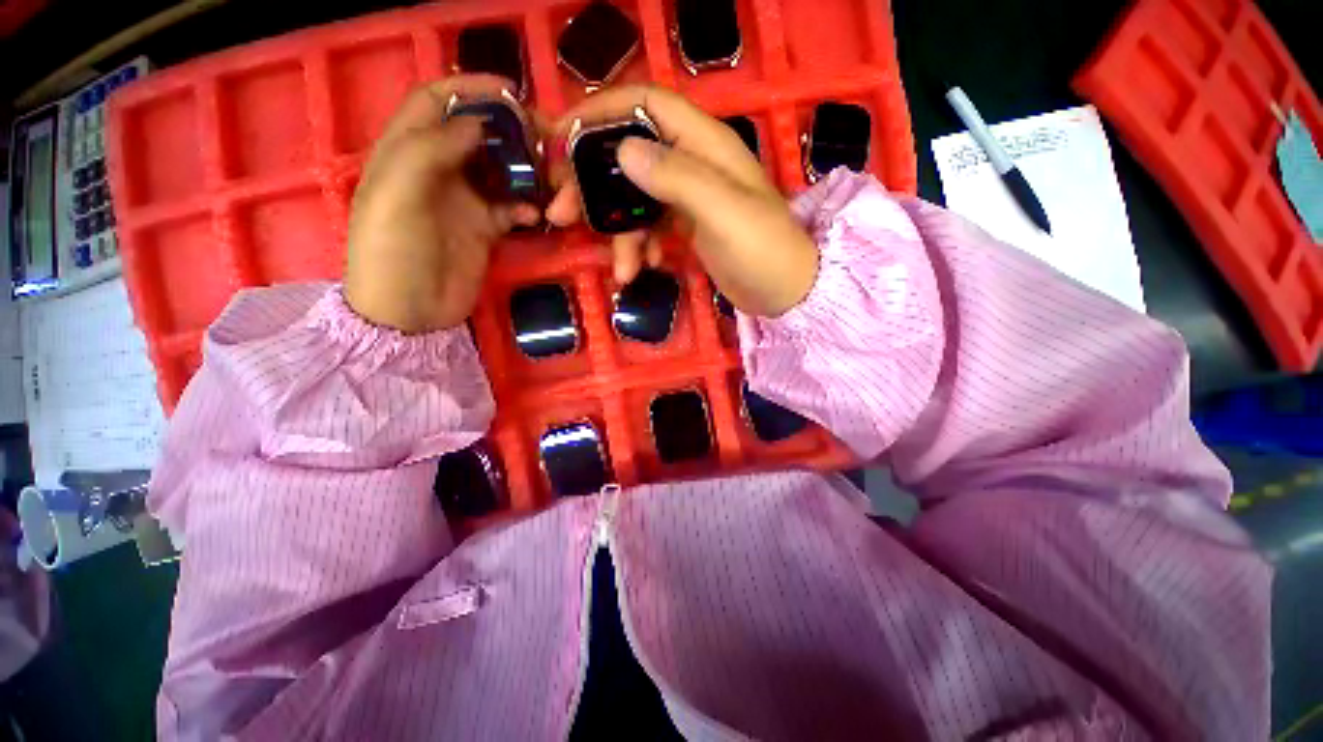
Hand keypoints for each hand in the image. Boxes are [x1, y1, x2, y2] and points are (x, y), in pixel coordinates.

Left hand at [344, 75, 540, 333]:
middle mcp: (437, 169)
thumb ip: (430, 150)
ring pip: (499, 168)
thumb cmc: (391, 252)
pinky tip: (537, 214)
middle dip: (508, 128)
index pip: (436, 100)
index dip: (469, 87)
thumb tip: (477, 123)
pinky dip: (527, 205)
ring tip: (549, 174)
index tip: (511, 91)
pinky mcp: (485, 228)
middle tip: (542, 137)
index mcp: (406, 150)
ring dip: (524, 167)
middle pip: (476, 132)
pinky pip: (511, 207)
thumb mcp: (397, 194)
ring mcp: (464, 200)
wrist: (410, 313)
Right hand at [547, 86, 817, 316]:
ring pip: (634, 199)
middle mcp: (692, 161)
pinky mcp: (685, 224)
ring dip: (618, 233)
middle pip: (628, 155)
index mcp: (704, 143)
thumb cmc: (763, 250)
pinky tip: (643, 267)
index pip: (645, 103)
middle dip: (592, 185)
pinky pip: (648, 226)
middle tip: (561, 214)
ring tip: (622, 270)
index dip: (601, 111)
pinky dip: (639, 246)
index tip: (560, 136)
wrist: (785, 291)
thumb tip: (623, 149)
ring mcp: (687, 196)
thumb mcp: (722, 211)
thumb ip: (676, 177)